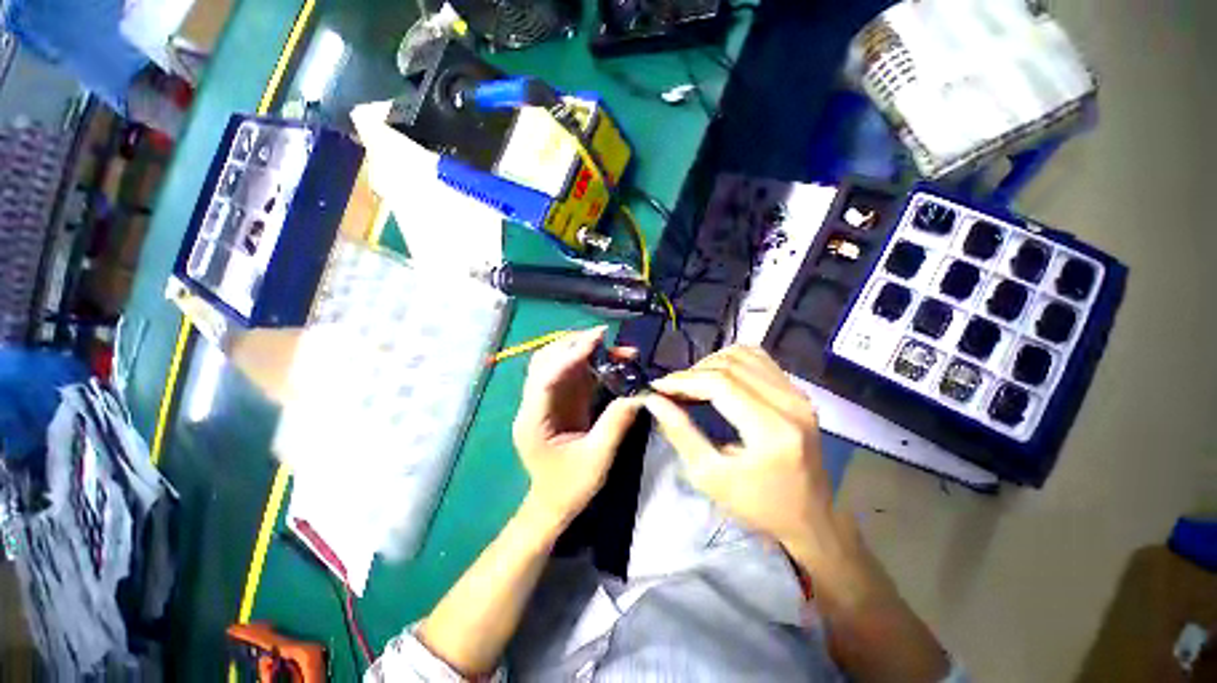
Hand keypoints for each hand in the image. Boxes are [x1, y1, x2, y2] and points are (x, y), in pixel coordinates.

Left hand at [513, 327, 642, 527]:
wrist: (553, 505)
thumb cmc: (570, 487)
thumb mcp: (598, 460)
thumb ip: (616, 425)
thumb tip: (638, 395)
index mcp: (533, 420)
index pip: (546, 376)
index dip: (571, 354)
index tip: (597, 338)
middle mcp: (533, 405)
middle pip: (545, 361)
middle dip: (575, 344)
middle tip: (607, 339)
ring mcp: (544, 402)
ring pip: (557, 363)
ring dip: (582, 351)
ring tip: (612, 348)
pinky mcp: (557, 403)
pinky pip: (570, 375)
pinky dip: (589, 364)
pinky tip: (609, 362)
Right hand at [643, 346, 832, 555]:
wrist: (809, 518)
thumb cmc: (757, 506)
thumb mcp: (710, 477)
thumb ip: (680, 433)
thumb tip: (654, 400)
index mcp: (772, 430)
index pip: (721, 384)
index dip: (684, 380)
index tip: (658, 386)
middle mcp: (791, 403)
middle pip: (731, 365)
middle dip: (693, 373)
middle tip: (671, 389)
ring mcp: (799, 394)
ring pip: (744, 355)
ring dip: (711, 364)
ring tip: (692, 384)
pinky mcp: (799, 393)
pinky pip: (760, 359)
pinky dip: (732, 361)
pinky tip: (718, 377)